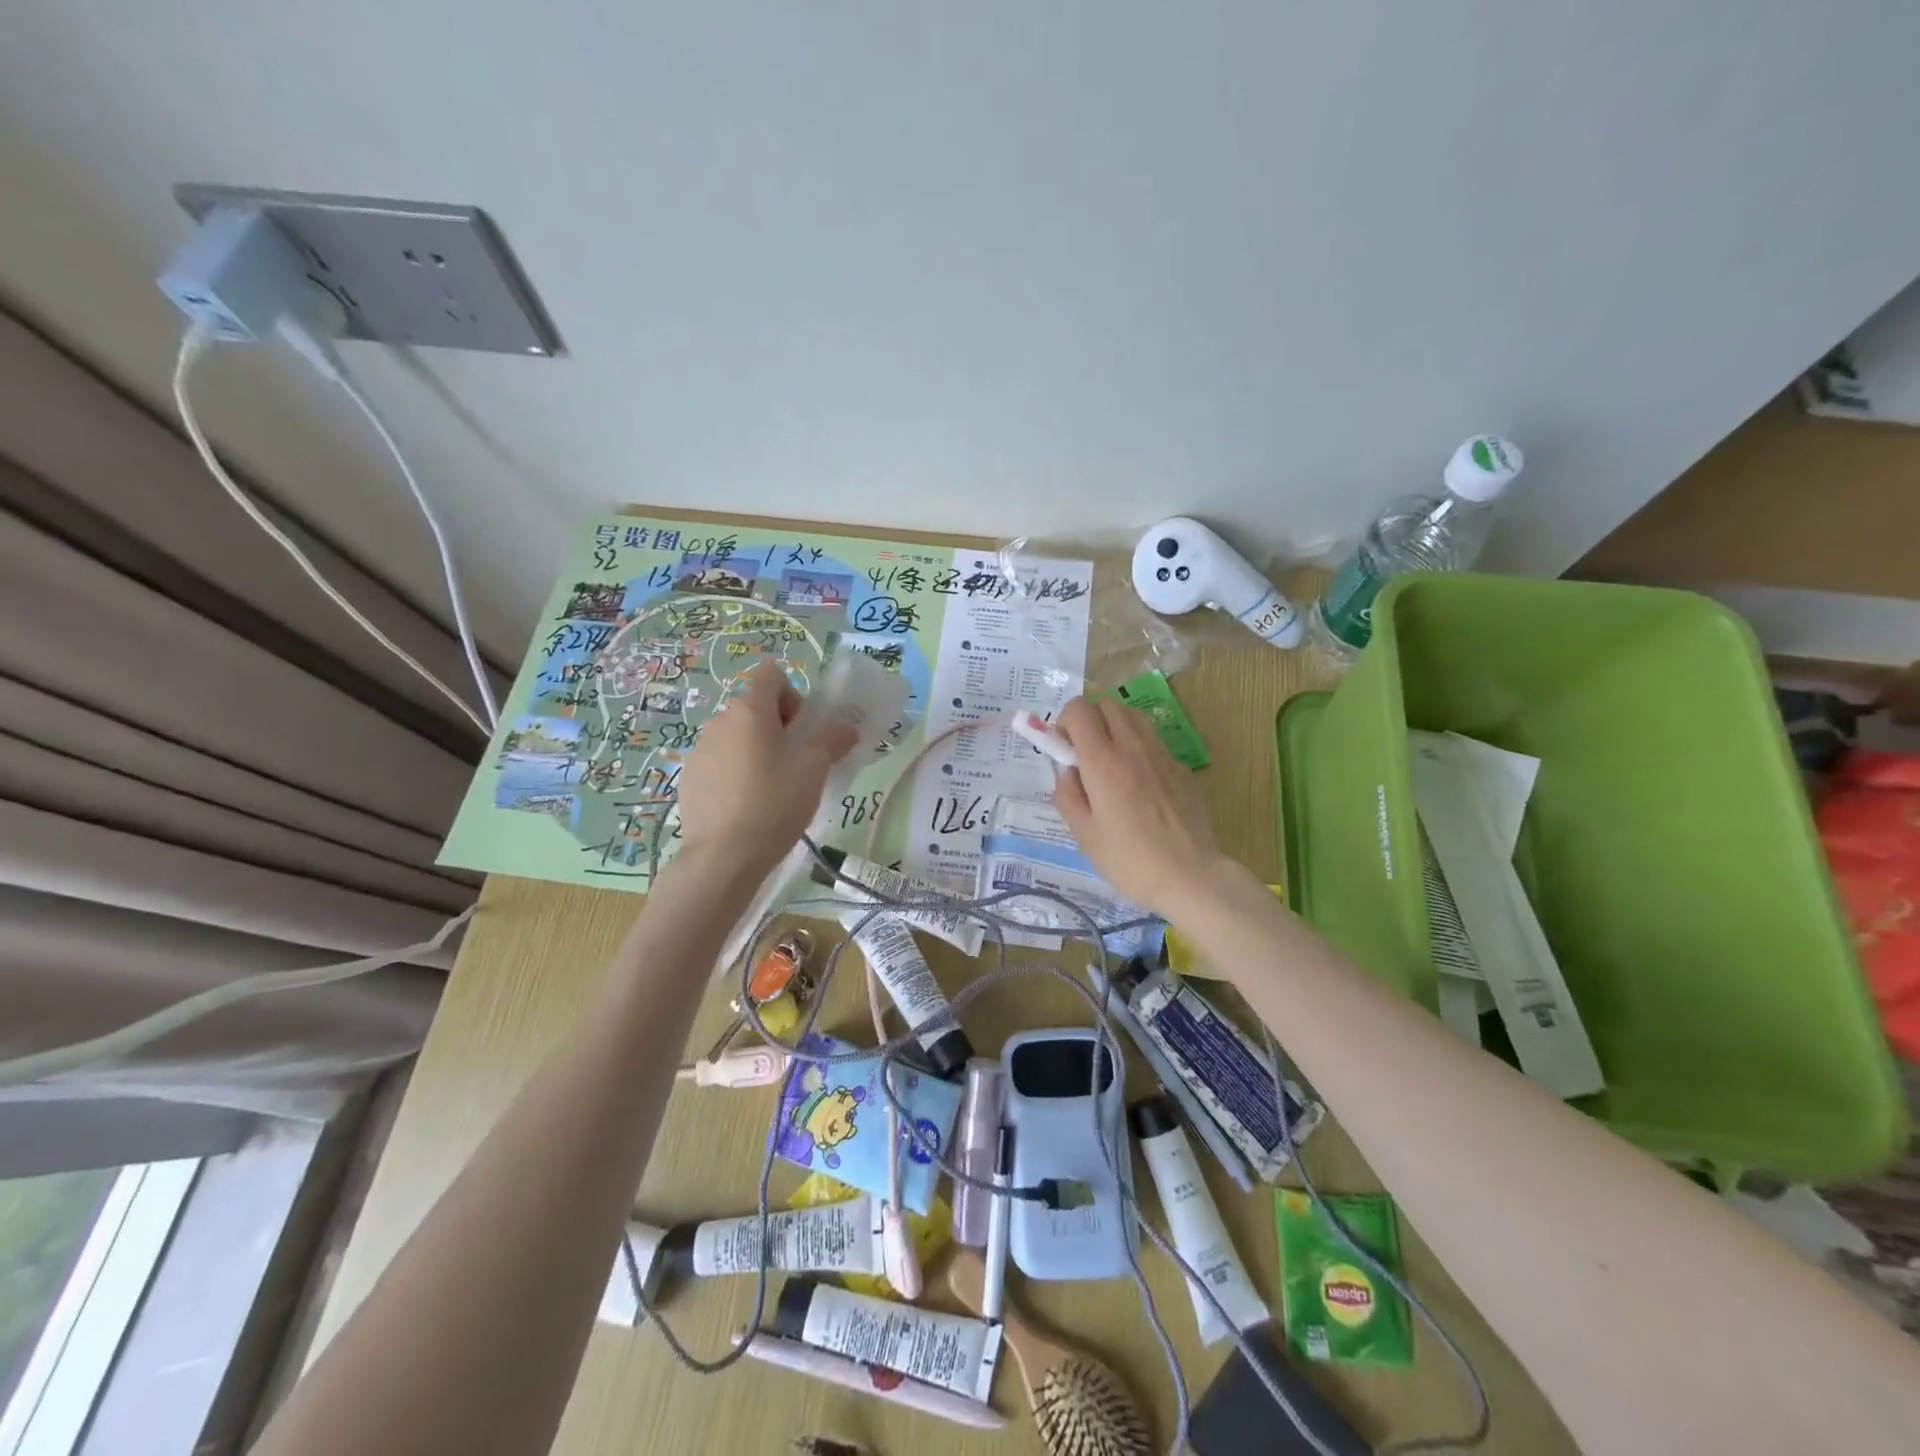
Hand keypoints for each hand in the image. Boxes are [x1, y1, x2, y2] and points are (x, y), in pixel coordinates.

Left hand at [674, 659, 859, 877]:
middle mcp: (720, 721)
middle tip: (795, 763)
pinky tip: (746, 805)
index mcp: (750, 710)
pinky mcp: (689, 777)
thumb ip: (832, 740)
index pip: (771, 675)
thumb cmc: (774, 803)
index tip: (802, 730)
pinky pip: (720, 760)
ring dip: (756, 749)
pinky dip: (736, 771)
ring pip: (737, 735)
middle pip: (755, 706)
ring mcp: (700, 749)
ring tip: (771, 788)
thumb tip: (846, 727)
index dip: (793, 694)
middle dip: (778, 726)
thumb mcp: (814, 770)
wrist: (723, 857)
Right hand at [1051, 696, 1229, 918]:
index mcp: (1103, 762)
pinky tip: (1139, 782)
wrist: (1190, 876)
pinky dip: (1138, 746)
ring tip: (1111, 762)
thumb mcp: (1084, 834)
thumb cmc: (1129, 860)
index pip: (1079, 710)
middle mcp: (1133, 747)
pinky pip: (1153, 740)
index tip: (1064, 749)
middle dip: (1090, 719)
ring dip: (1115, 727)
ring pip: (1133, 716)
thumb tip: (1069, 772)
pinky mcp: (1181, 768)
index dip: (1065, 721)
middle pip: (1107, 704)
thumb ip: (1067, 795)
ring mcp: (1162, 755)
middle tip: (1084, 753)